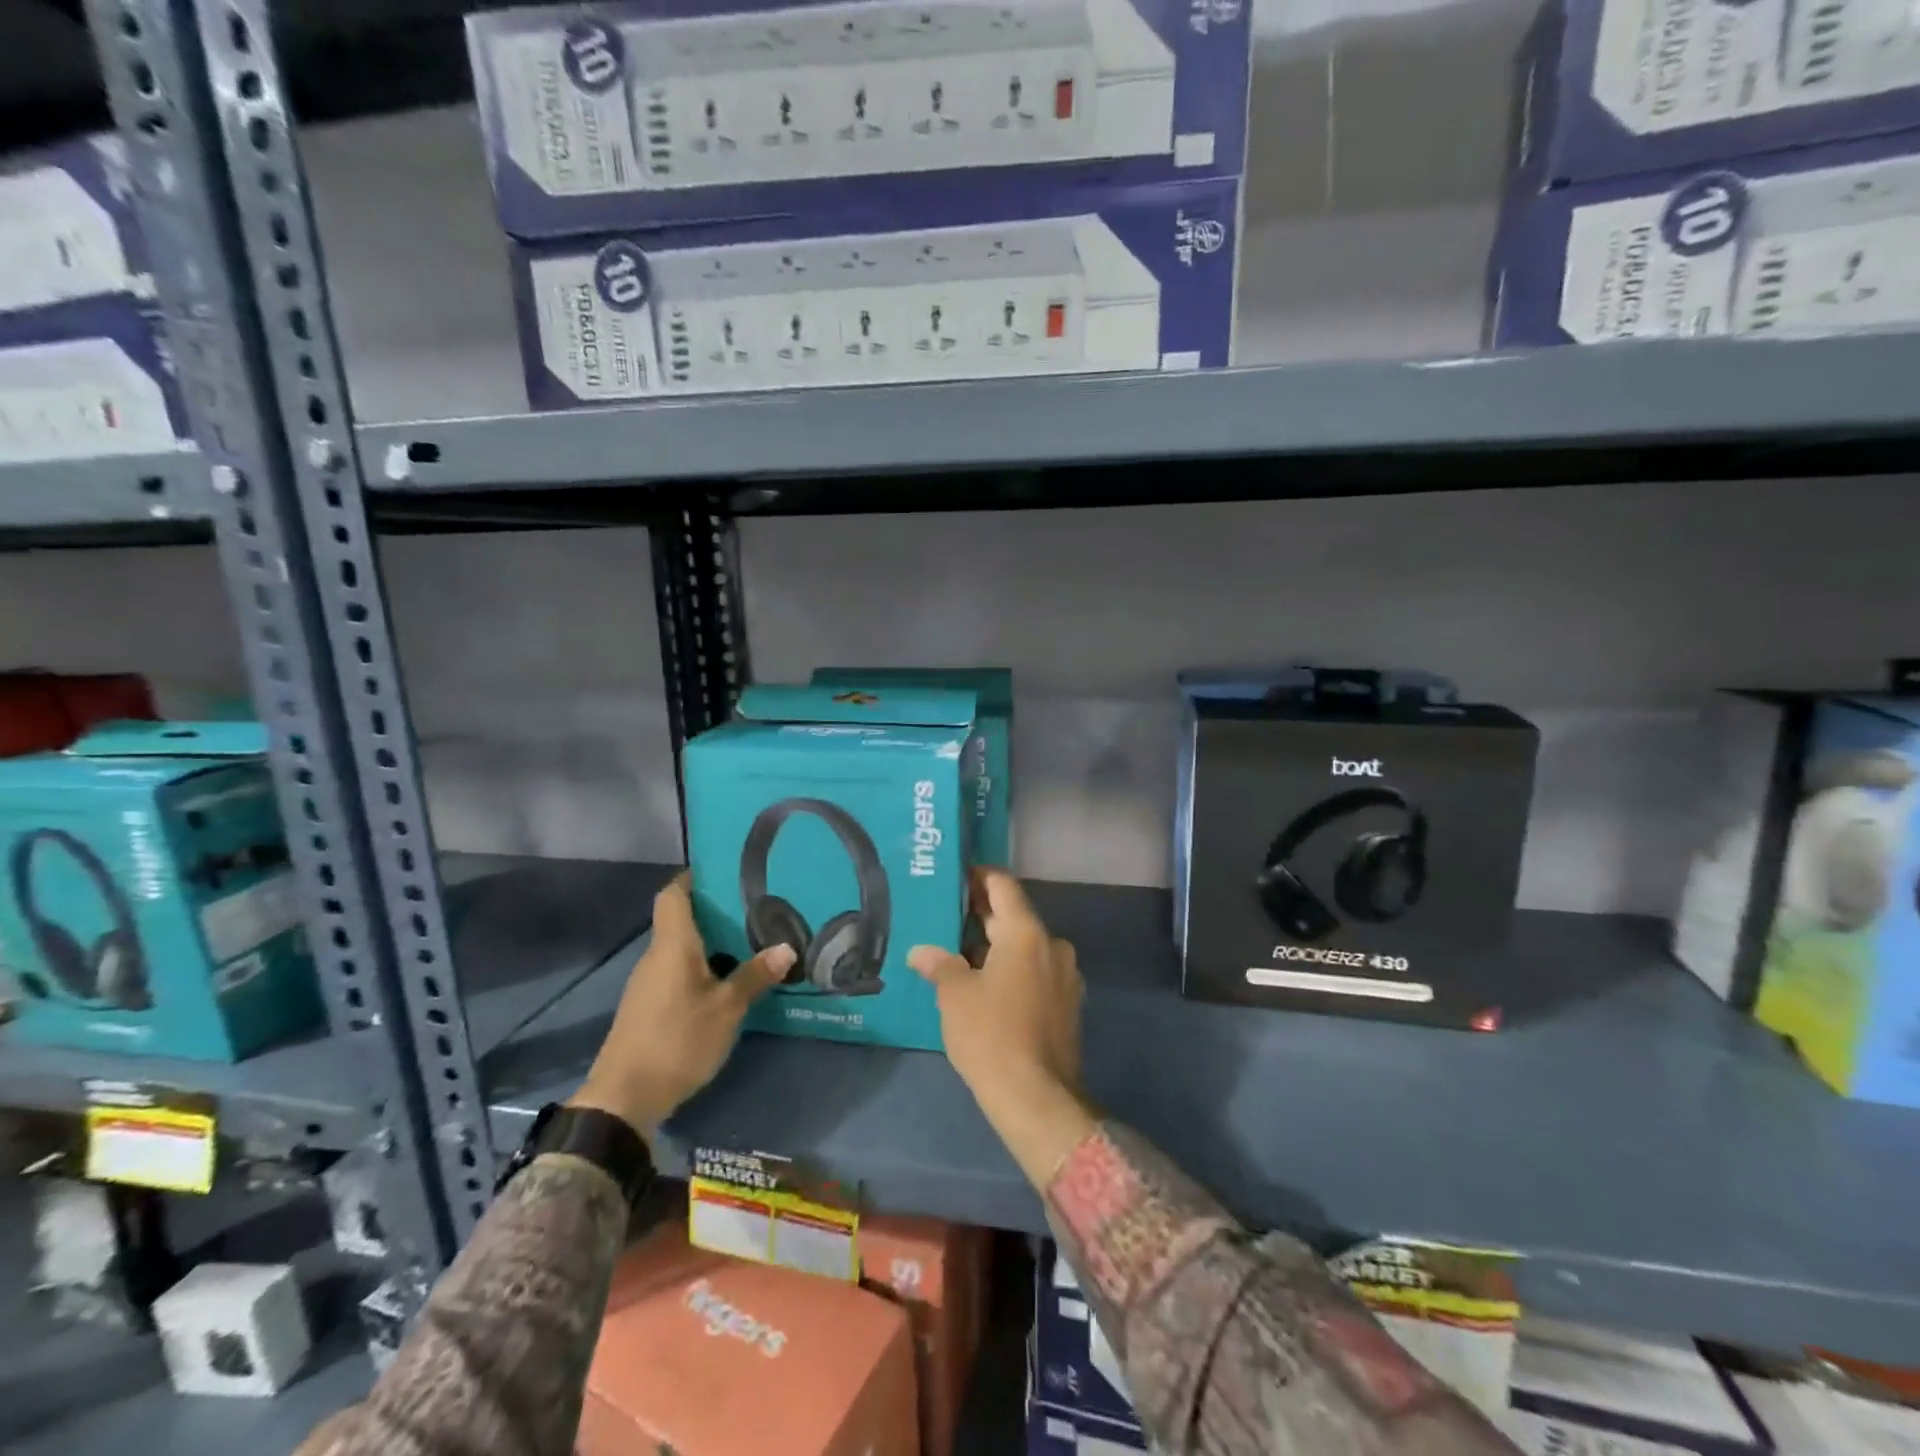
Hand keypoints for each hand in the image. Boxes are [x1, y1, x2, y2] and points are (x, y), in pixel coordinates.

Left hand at [570, 873, 793, 1137]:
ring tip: (752, 937)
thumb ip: (755, 976)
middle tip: (757, 904)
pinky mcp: (650, 1006)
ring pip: (682, 947)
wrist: (624, 1099)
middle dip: (716, 909)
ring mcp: (650, 982)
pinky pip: (679, 970)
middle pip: (681, 919)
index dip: (694, 877)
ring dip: (712, 940)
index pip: (673, 894)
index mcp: (672, 945)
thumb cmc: (677, 1041)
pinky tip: (730, 976)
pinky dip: (704, 965)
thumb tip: (787, 947)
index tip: (725, 869)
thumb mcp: (726, 1009)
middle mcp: (657, 956)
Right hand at [909, 869, 1096, 1189]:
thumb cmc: (991, 1035)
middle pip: (1014, 915)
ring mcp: (1065, 975)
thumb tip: (921, 952)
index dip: (978, 877)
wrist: (1037, 1098)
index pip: (1003, 886)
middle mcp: (1052, 945)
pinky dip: (1013, 969)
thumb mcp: (955, 995)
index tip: (954, 877)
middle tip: (946, 916)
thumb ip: (939, 964)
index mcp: (1026, 933)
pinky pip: (1036, 971)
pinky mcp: (1068, 1003)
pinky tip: (986, 985)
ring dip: (996, 945)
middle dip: (981, 915)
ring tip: (959, 953)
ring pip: (1026, 946)